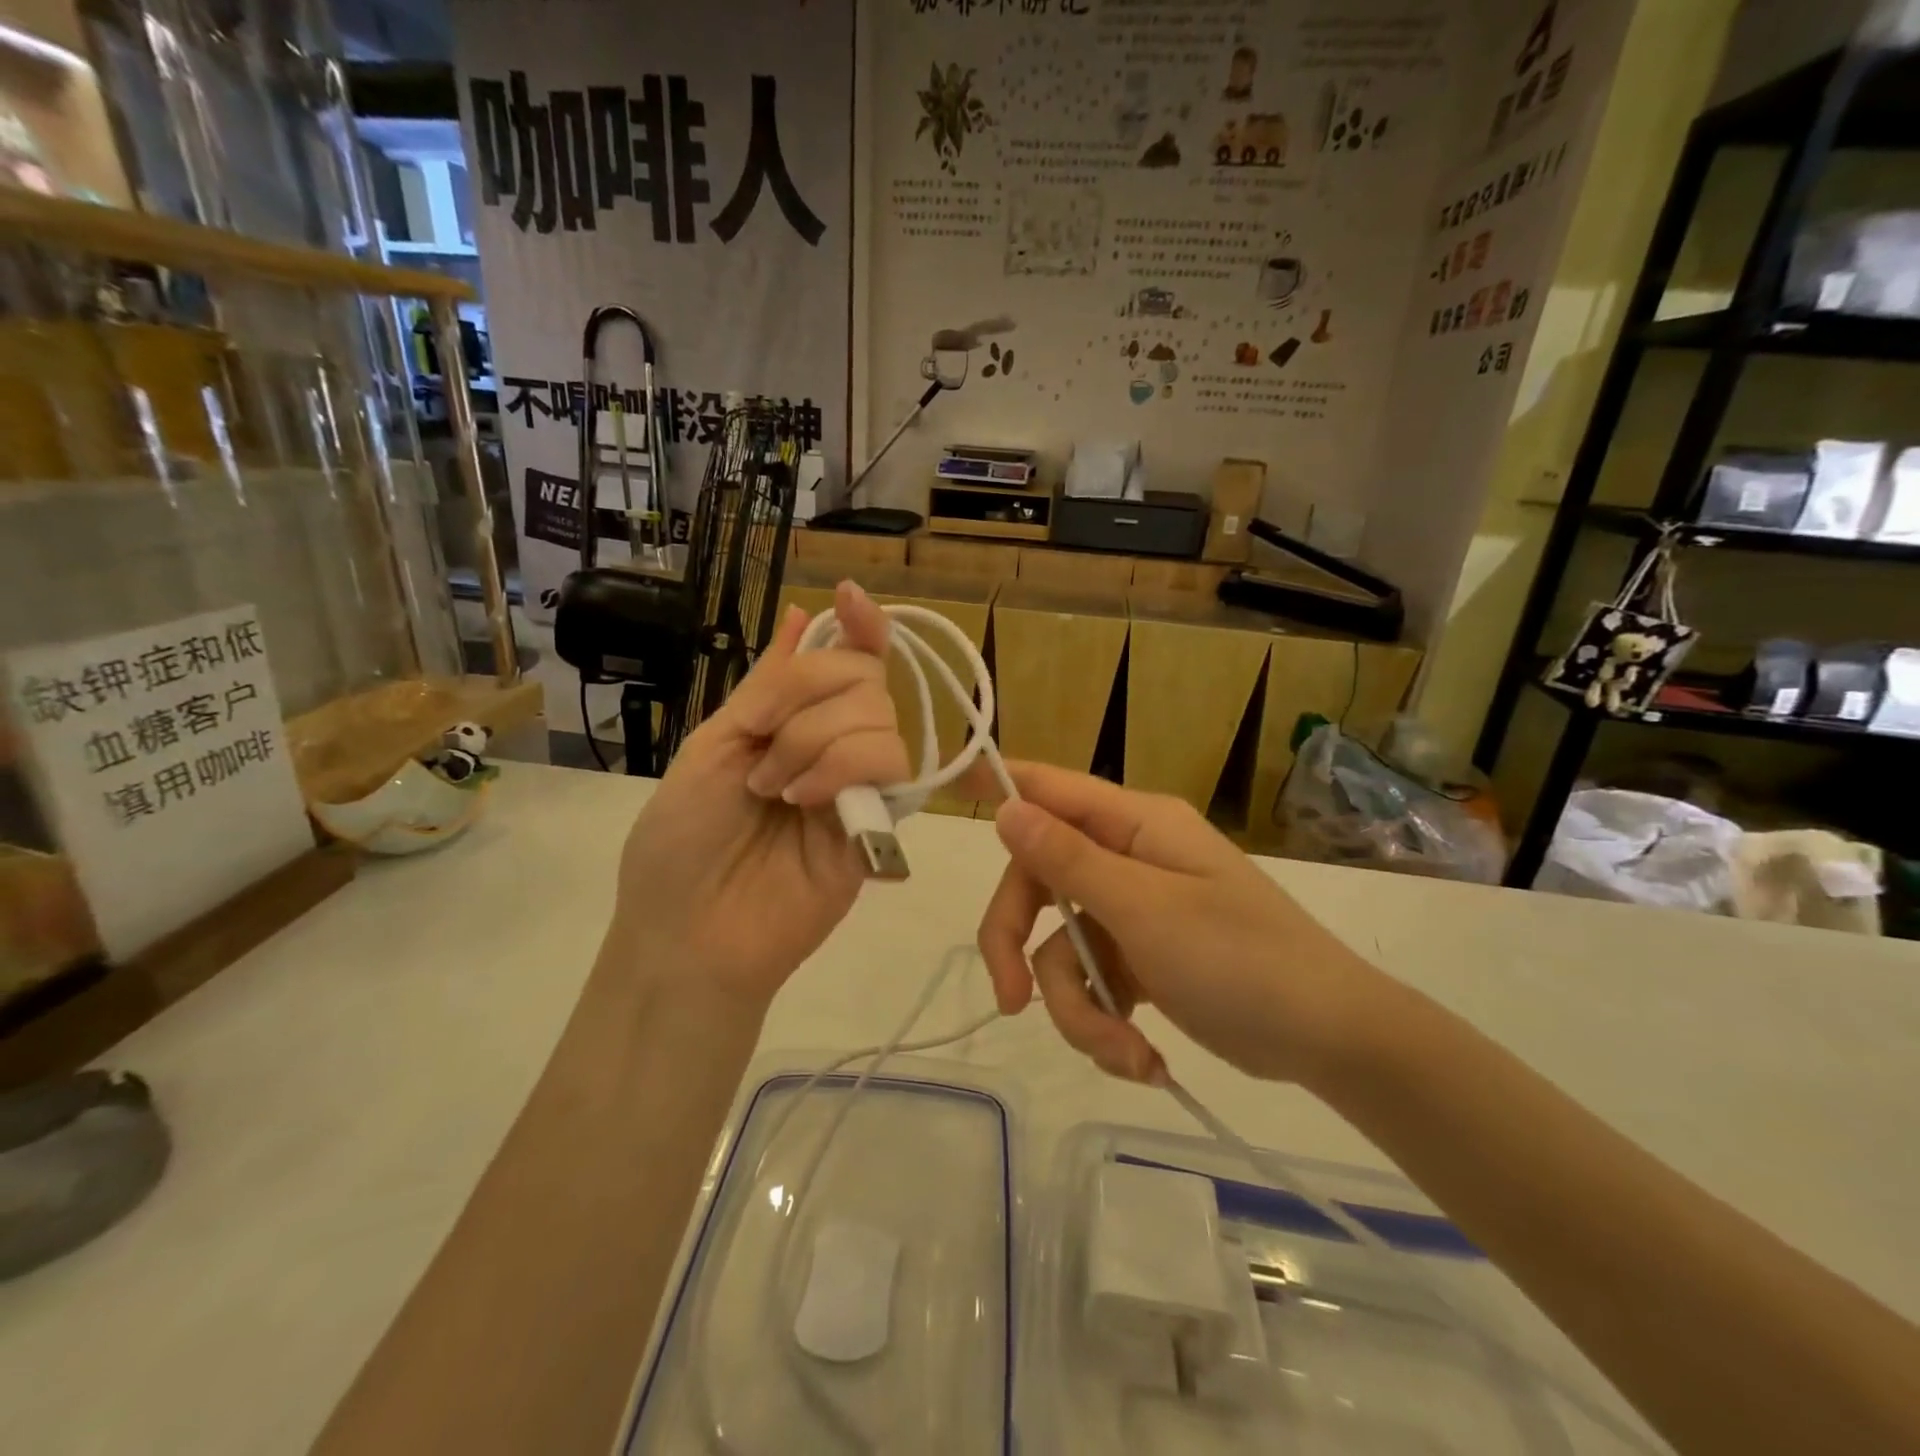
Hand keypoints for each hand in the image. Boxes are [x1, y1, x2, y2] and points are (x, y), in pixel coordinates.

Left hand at [609, 581, 909, 1005]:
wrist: (688, 931)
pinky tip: (807, 801)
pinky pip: (892, 766)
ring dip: (816, 741)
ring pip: (881, 717)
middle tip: (761, 751)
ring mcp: (862, 784)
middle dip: (806, 698)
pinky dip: (843, 767)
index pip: (847, 659)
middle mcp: (837, 744)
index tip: (849, 598)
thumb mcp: (713, 743)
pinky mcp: (881, 824)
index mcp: (794, 721)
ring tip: (776, 791)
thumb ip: (767, 685)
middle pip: (864, 677)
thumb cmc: (682, 839)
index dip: (858, 625)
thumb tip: (800, 615)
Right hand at [976, 763, 1383, 1086]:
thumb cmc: (1243, 959)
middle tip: (1009, 999)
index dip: (1002, 787)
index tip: (950, 789)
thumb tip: (1008, 808)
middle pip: (1039, 884)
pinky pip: (1093, 983)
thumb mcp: (1146, 911)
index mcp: (1135, 826)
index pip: (1053, 789)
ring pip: (1061, 948)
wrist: (1329, 1041)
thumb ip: (1070, 861)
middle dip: (1020, 946)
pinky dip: (1106, 1025)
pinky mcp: (1141, 960)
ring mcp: (1134, 912)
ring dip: (1079, 1010)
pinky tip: (1142, 1059)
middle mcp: (1128, 860)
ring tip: (1124, 1054)